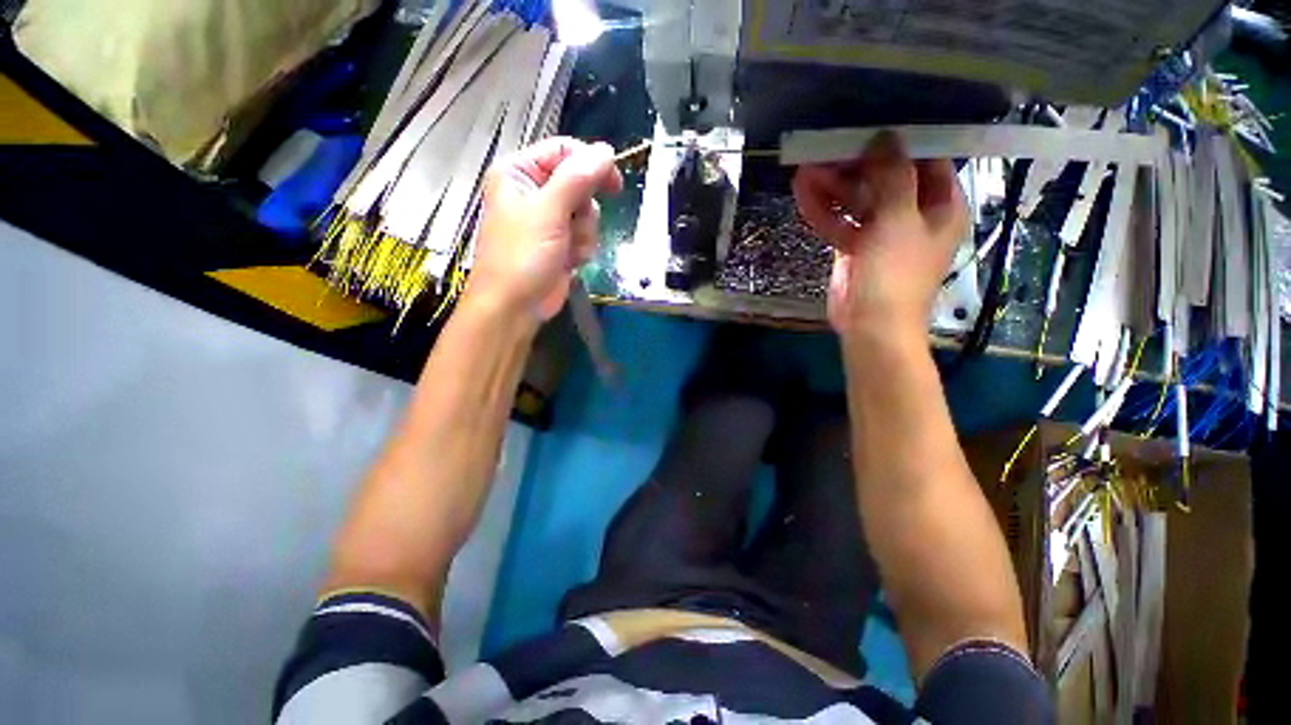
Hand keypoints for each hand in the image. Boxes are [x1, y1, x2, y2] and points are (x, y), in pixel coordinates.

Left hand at [468, 137, 623, 322]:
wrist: (515, 307)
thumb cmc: (522, 257)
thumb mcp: (548, 212)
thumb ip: (577, 178)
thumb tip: (606, 150)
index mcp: (520, 172)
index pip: (564, 151)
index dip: (591, 164)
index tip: (614, 182)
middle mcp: (535, 192)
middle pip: (580, 183)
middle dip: (583, 210)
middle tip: (574, 225)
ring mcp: (549, 220)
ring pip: (587, 213)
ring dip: (584, 234)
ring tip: (566, 249)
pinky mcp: (561, 243)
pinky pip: (586, 235)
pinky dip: (582, 249)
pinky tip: (569, 262)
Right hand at [792, 132, 967, 342]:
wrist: (871, 325)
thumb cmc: (896, 272)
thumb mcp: (900, 219)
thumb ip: (894, 176)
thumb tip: (887, 136)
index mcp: (940, 206)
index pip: (925, 162)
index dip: (899, 145)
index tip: (869, 130)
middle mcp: (912, 215)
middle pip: (884, 180)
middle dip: (855, 166)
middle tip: (827, 149)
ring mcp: (880, 233)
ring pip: (857, 201)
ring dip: (832, 187)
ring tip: (806, 168)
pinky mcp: (854, 248)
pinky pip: (840, 222)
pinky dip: (822, 210)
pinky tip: (803, 193)